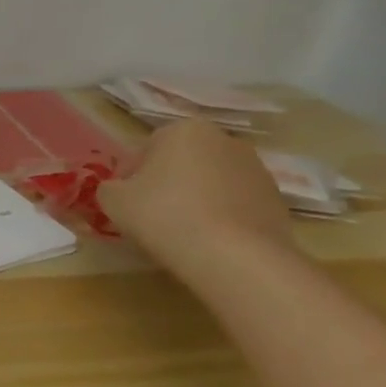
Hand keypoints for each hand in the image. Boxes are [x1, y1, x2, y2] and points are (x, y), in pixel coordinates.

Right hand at [98, 119, 294, 274]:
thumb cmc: (165, 216)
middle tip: (150, 216)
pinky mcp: (276, 198)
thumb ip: (109, 188)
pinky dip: (220, 215)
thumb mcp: (113, 201)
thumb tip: (119, 189)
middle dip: (165, 183)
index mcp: (183, 130)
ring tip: (181, 231)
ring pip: (209, 181)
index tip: (123, 203)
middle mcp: (223, 139)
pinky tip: (209, 240)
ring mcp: (256, 168)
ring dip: (194, 198)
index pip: (143, 151)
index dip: (128, 178)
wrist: (236, 256)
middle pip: (180, 162)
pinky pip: (234, 203)